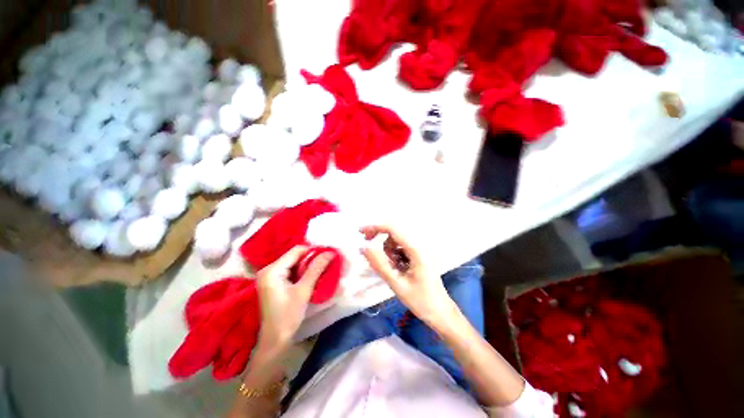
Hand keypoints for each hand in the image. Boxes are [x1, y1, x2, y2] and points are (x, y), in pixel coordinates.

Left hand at [255, 246, 332, 349]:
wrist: (275, 340)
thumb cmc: (288, 316)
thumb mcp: (304, 290)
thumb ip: (316, 269)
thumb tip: (330, 252)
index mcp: (272, 270)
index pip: (296, 251)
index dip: (313, 250)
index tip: (328, 254)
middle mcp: (268, 269)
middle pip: (294, 256)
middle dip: (311, 258)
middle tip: (327, 261)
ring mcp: (270, 276)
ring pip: (294, 263)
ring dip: (308, 265)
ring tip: (322, 268)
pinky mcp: (273, 282)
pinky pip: (290, 270)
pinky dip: (302, 271)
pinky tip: (311, 276)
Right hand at [361, 225, 456, 325]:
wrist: (441, 313)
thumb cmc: (421, 301)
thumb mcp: (397, 283)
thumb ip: (379, 264)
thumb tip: (363, 247)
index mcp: (417, 250)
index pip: (393, 229)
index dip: (376, 227)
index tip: (360, 232)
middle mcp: (420, 246)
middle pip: (395, 233)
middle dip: (379, 237)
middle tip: (366, 248)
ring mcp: (420, 251)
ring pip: (397, 241)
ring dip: (386, 248)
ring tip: (385, 266)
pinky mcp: (419, 256)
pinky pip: (401, 249)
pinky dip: (393, 254)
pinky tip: (393, 267)